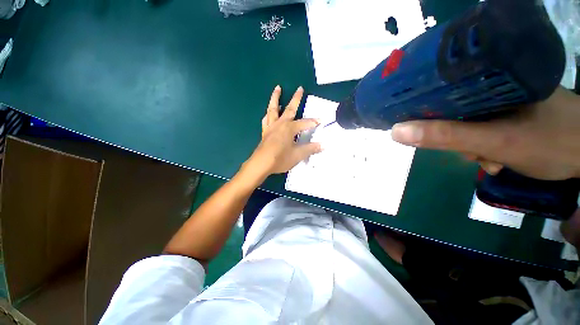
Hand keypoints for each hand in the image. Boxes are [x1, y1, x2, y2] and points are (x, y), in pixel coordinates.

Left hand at [242, 86, 321, 179]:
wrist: (261, 164)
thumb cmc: (280, 159)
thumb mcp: (298, 155)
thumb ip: (310, 149)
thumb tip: (324, 145)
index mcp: (289, 128)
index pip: (305, 123)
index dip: (313, 122)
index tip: (321, 120)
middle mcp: (280, 124)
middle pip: (289, 109)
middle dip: (296, 99)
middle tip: (300, 88)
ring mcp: (271, 127)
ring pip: (273, 109)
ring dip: (276, 98)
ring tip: (277, 88)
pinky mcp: (265, 132)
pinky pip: (266, 120)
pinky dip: (268, 114)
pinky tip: (269, 113)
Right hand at [391, 87, 579, 180]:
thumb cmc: (550, 142)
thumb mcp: (494, 141)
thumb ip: (444, 136)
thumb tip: (396, 131)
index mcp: (486, 80)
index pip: (438, 91)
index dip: (423, 110)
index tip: (419, 129)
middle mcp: (493, 87)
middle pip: (453, 111)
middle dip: (456, 136)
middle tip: (473, 151)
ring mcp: (504, 102)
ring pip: (469, 124)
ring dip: (473, 145)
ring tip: (491, 157)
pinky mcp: (512, 115)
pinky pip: (485, 129)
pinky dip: (488, 146)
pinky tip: (500, 156)